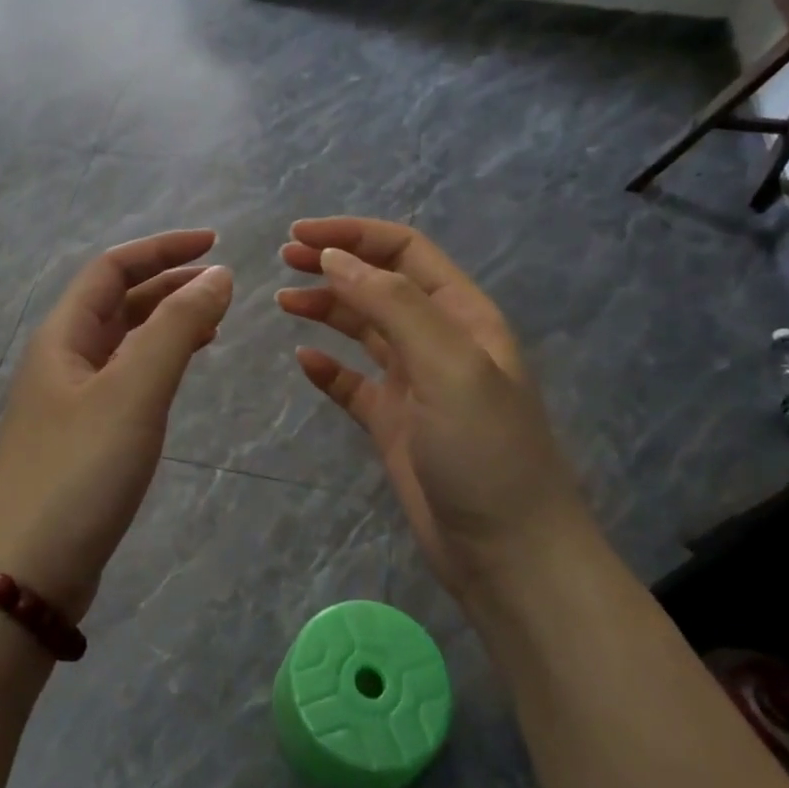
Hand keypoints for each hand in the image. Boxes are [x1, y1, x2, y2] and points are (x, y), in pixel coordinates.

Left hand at [0, 230, 233, 621]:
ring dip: (163, 324)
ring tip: (212, 323)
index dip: (162, 249)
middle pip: (115, 302)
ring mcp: (67, 402)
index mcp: (62, 337)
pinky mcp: (80, 439)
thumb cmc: (80, 472)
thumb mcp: (133, 392)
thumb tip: (217, 276)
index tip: (216, 245)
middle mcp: (60, 361)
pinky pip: (123, 381)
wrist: (27, 572)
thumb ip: (176, 329)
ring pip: (121, 343)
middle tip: (223, 285)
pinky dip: (156, 365)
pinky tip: (178, 376)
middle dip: (167, 284)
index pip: (111, 268)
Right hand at [277, 217, 591, 596]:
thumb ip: (394, 305)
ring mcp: (414, 385)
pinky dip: (327, 369)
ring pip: (364, 330)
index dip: (353, 235)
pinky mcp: (393, 425)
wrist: (506, 552)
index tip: (299, 235)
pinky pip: (353, 384)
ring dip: (326, 309)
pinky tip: (303, 362)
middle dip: (334, 265)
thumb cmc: (484, 452)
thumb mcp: (449, 366)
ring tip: (283, 301)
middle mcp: (438, 342)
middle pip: (379, 285)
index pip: (404, 253)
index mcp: (462, 316)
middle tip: (282, 260)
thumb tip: (334, 259)